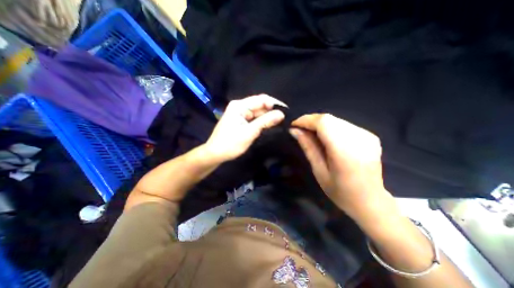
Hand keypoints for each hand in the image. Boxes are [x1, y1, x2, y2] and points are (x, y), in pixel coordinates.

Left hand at [204, 93, 284, 161]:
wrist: (215, 154)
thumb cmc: (230, 143)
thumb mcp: (249, 132)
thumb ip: (265, 121)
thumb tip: (281, 114)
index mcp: (239, 106)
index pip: (261, 99)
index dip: (275, 103)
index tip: (287, 111)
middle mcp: (240, 106)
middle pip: (260, 105)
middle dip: (272, 110)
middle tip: (286, 118)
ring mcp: (240, 114)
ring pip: (258, 112)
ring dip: (268, 116)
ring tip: (281, 121)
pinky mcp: (241, 120)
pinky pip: (254, 118)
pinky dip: (262, 121)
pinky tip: (270, 124)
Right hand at [291, 114, 394, 218]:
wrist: (371, 201)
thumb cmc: (341, 191)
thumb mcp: (319, 170)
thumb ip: (308, 147)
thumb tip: (294, 131)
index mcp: (345, 151)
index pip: (323, 122)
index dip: (306, 120)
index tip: (294, 125)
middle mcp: (359, 138)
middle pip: (329, 119)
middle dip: (311, 121)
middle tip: (300, 130)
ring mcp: (367, 135)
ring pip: (336, 120)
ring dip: (320, 124)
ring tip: (311, 134)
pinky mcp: (370, 135)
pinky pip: (344, 125)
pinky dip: (331, 128)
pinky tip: (326, 138)